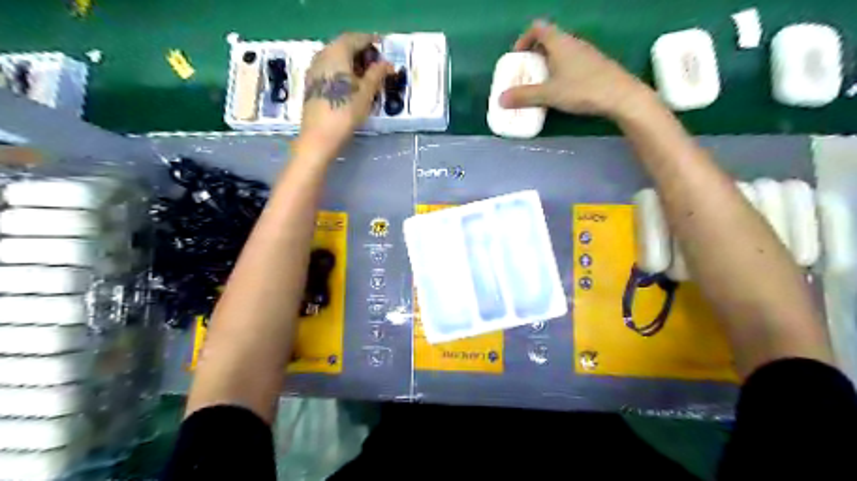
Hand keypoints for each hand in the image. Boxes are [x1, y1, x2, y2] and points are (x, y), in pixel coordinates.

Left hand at [296, 33, 392, 160]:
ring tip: (366, 75)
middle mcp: (322, 55)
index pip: (355, 38)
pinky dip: (341, 70)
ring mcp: (314, 69)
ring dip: (351, 61)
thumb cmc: (345, 112)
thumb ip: (377, 74)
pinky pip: (329, 68)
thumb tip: (388, 64)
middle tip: (376, 63)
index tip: (382, 46)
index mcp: (336, 53)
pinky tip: (351, 84)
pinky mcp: (311, 84)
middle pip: (343, 45)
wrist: (319, 137)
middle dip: (360, 51)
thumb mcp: (366, 93)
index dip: (370, 41)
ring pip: (335, 57)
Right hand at [500, 20, 652, 120]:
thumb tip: (501, 100)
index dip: (523, 39)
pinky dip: (560, 71)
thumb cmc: (582, 89)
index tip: (517, 57)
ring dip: (547, 64)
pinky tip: (560, 90)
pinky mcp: (595, 66)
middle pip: (548, 40)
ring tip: (541, 85)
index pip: (537, 28)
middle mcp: (573, 42)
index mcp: (560, 42)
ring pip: (560, 52)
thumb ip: (524, 96)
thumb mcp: (549, 94)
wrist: (621, 96)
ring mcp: (586, 53)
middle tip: (526, 74)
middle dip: (533, 55)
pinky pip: (571, 62)